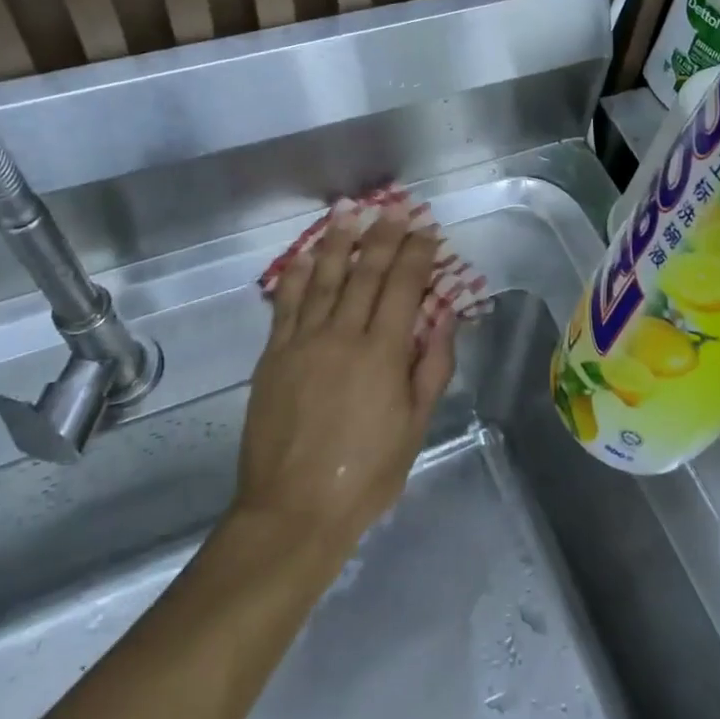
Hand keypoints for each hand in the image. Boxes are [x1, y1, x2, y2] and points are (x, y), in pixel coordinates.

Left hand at [234, 206, 456, 556]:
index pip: (404, 286)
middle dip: (382, 236)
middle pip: (365, 273)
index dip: (417, 254)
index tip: (426, 231)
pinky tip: (303, 255)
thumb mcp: (415, 426)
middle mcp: (343, 335)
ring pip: (322, 278)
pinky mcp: (274, 355)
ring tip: (347, 213)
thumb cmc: (366, 473)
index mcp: (382, 353)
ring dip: (337, 242)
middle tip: (393, 208)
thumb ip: (432, 367)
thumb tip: (446, 317)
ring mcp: (303, 342)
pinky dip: (295, 275)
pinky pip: (285, 304)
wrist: (294, 510)